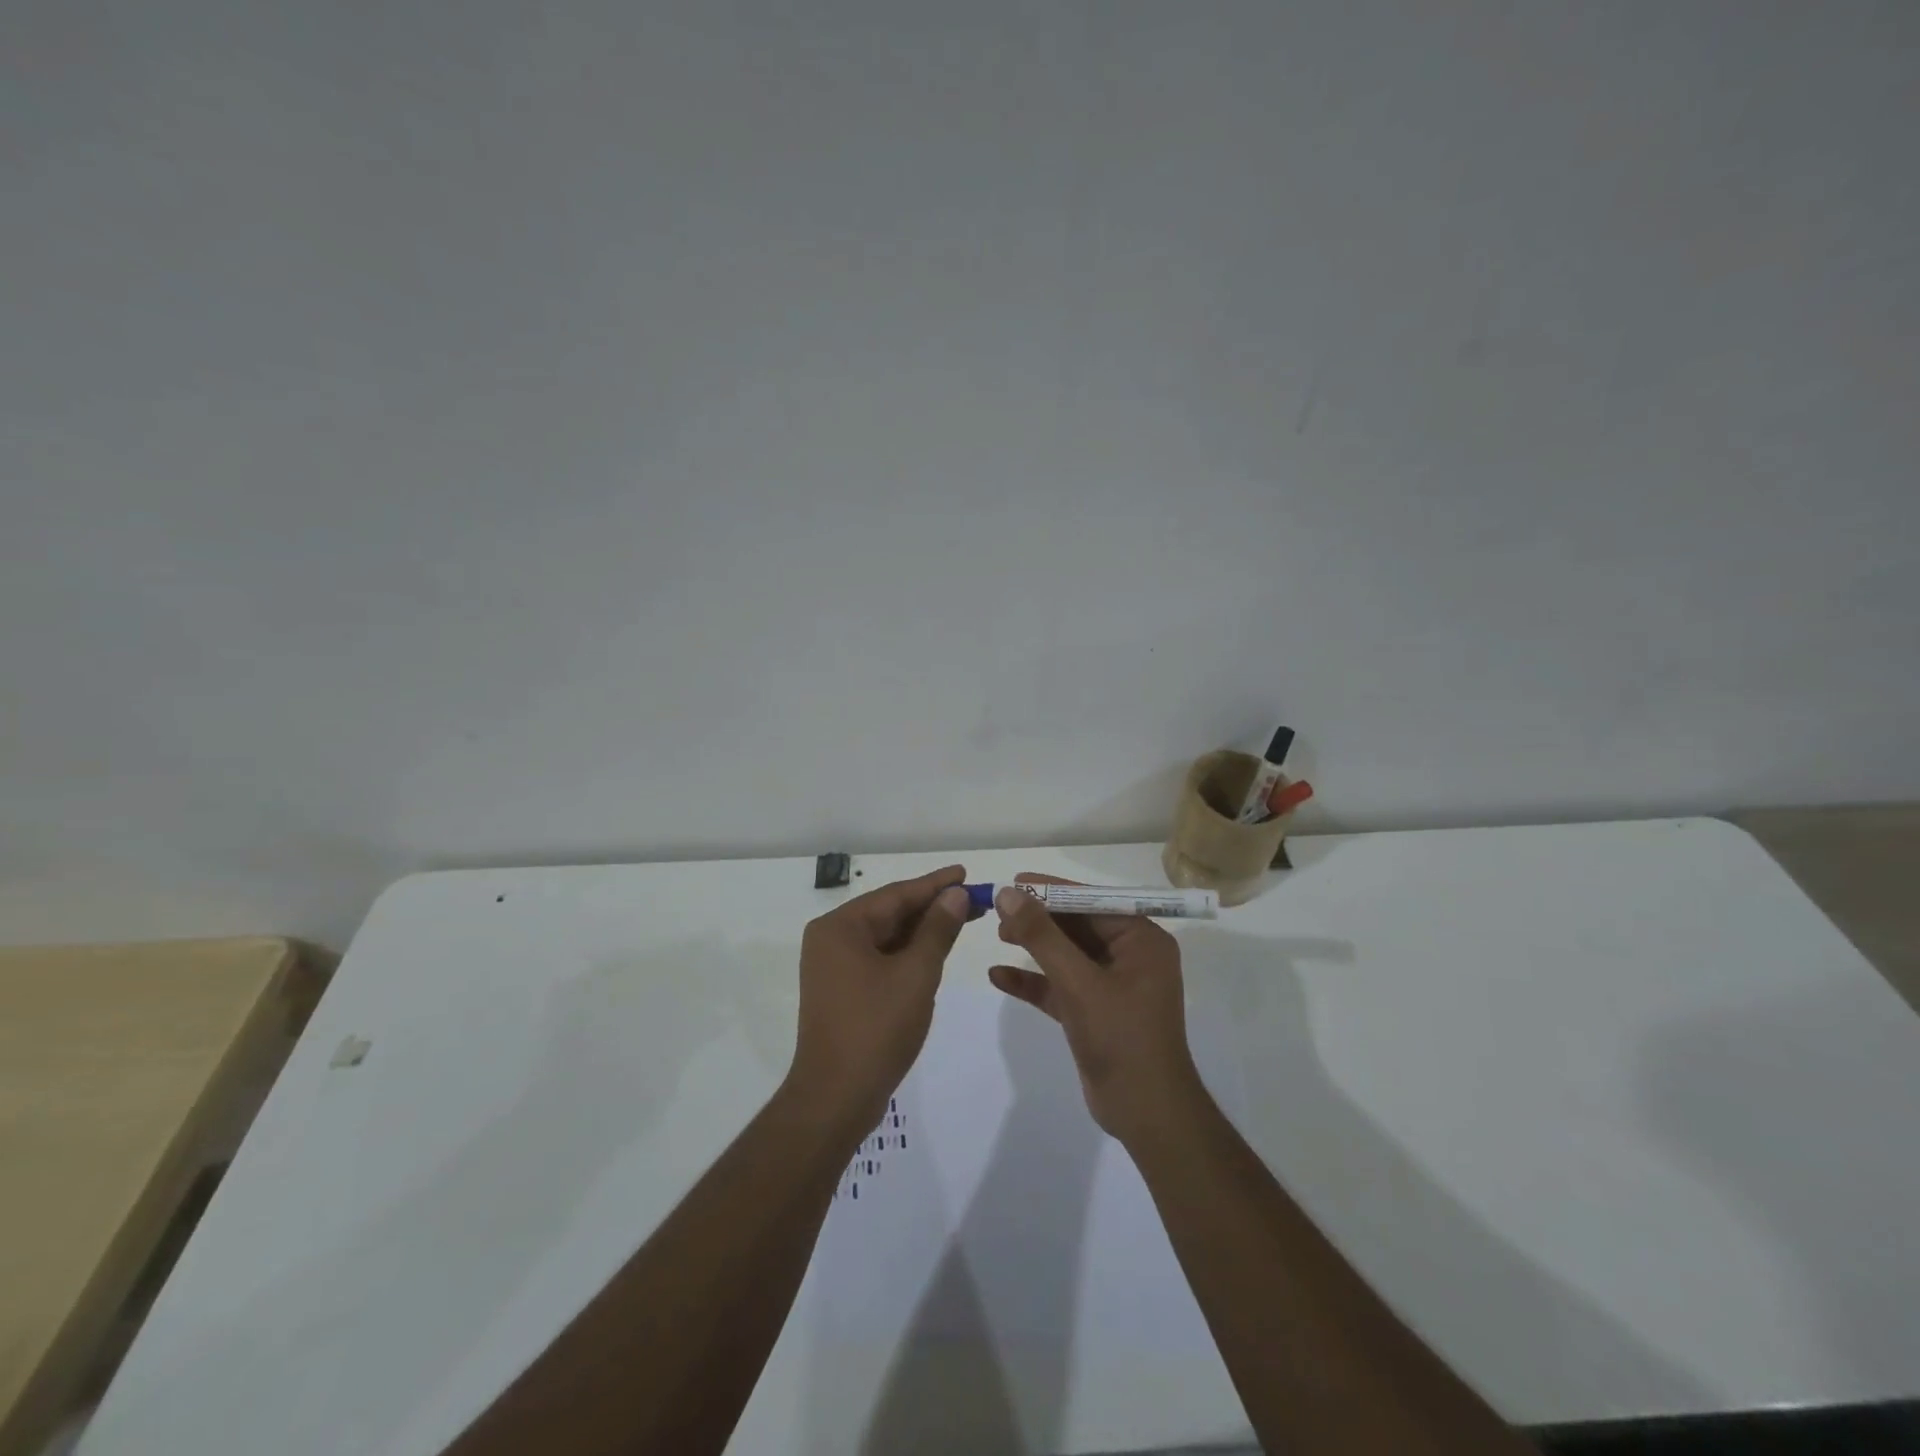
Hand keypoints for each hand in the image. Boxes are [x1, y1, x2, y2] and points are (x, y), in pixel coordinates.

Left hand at [787, 865, 976, 1132]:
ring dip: (923, 930)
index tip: (966, 873)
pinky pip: (879, 958)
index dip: (935, 884)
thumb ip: (938, 930)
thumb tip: (956, 894)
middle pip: (890, 913)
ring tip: (963, 918)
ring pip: (886, 937)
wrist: (836, 1098)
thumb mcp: (916, 974)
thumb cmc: (876, 1029)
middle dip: (932, 907)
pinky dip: (908, 953)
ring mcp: (833, 966)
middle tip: (975, 898)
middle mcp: (831, 939)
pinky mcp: (841, 990)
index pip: (896, 894)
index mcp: (840, 927)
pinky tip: (936, 949)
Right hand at [989, 875, 1205, 1145]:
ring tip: (997, 935)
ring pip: (1067, 955)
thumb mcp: (1078, 982)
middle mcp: (1130, 956)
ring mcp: (1113, 985)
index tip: (1014, 882)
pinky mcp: (1095, 1012)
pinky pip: (1061, 986)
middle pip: (1077, 925)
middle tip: (998, 911)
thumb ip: (1042, 936)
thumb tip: (1009, 893)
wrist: (1147, 1114)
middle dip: (1039, 919)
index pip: (1092, 901)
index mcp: (1141, 940)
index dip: (1051, 890)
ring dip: (1034, 946)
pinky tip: (998, 976)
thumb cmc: (1121, 1038)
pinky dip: (1034, 981)